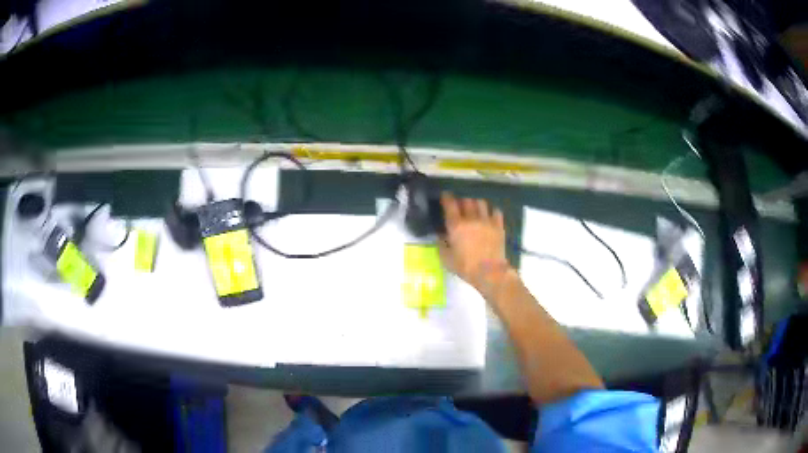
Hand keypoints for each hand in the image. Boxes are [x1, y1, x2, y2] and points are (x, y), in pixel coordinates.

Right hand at [439, 193, 511, 293]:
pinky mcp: (498, 225)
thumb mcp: (446, 258)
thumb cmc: (465, 267)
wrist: (490, 272)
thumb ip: (441, 244)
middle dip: (461, 200)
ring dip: (475, 203)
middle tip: (459, 205)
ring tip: (474, 208)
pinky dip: (491, 210)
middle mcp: (471, 218)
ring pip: (481, 202)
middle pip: (466, 200)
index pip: (450, 204)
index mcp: (456, 225)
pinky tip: (489, 215)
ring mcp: (487, 220)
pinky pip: (496, 211)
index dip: (446, 197)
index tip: (445, 196)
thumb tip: (440, 235)